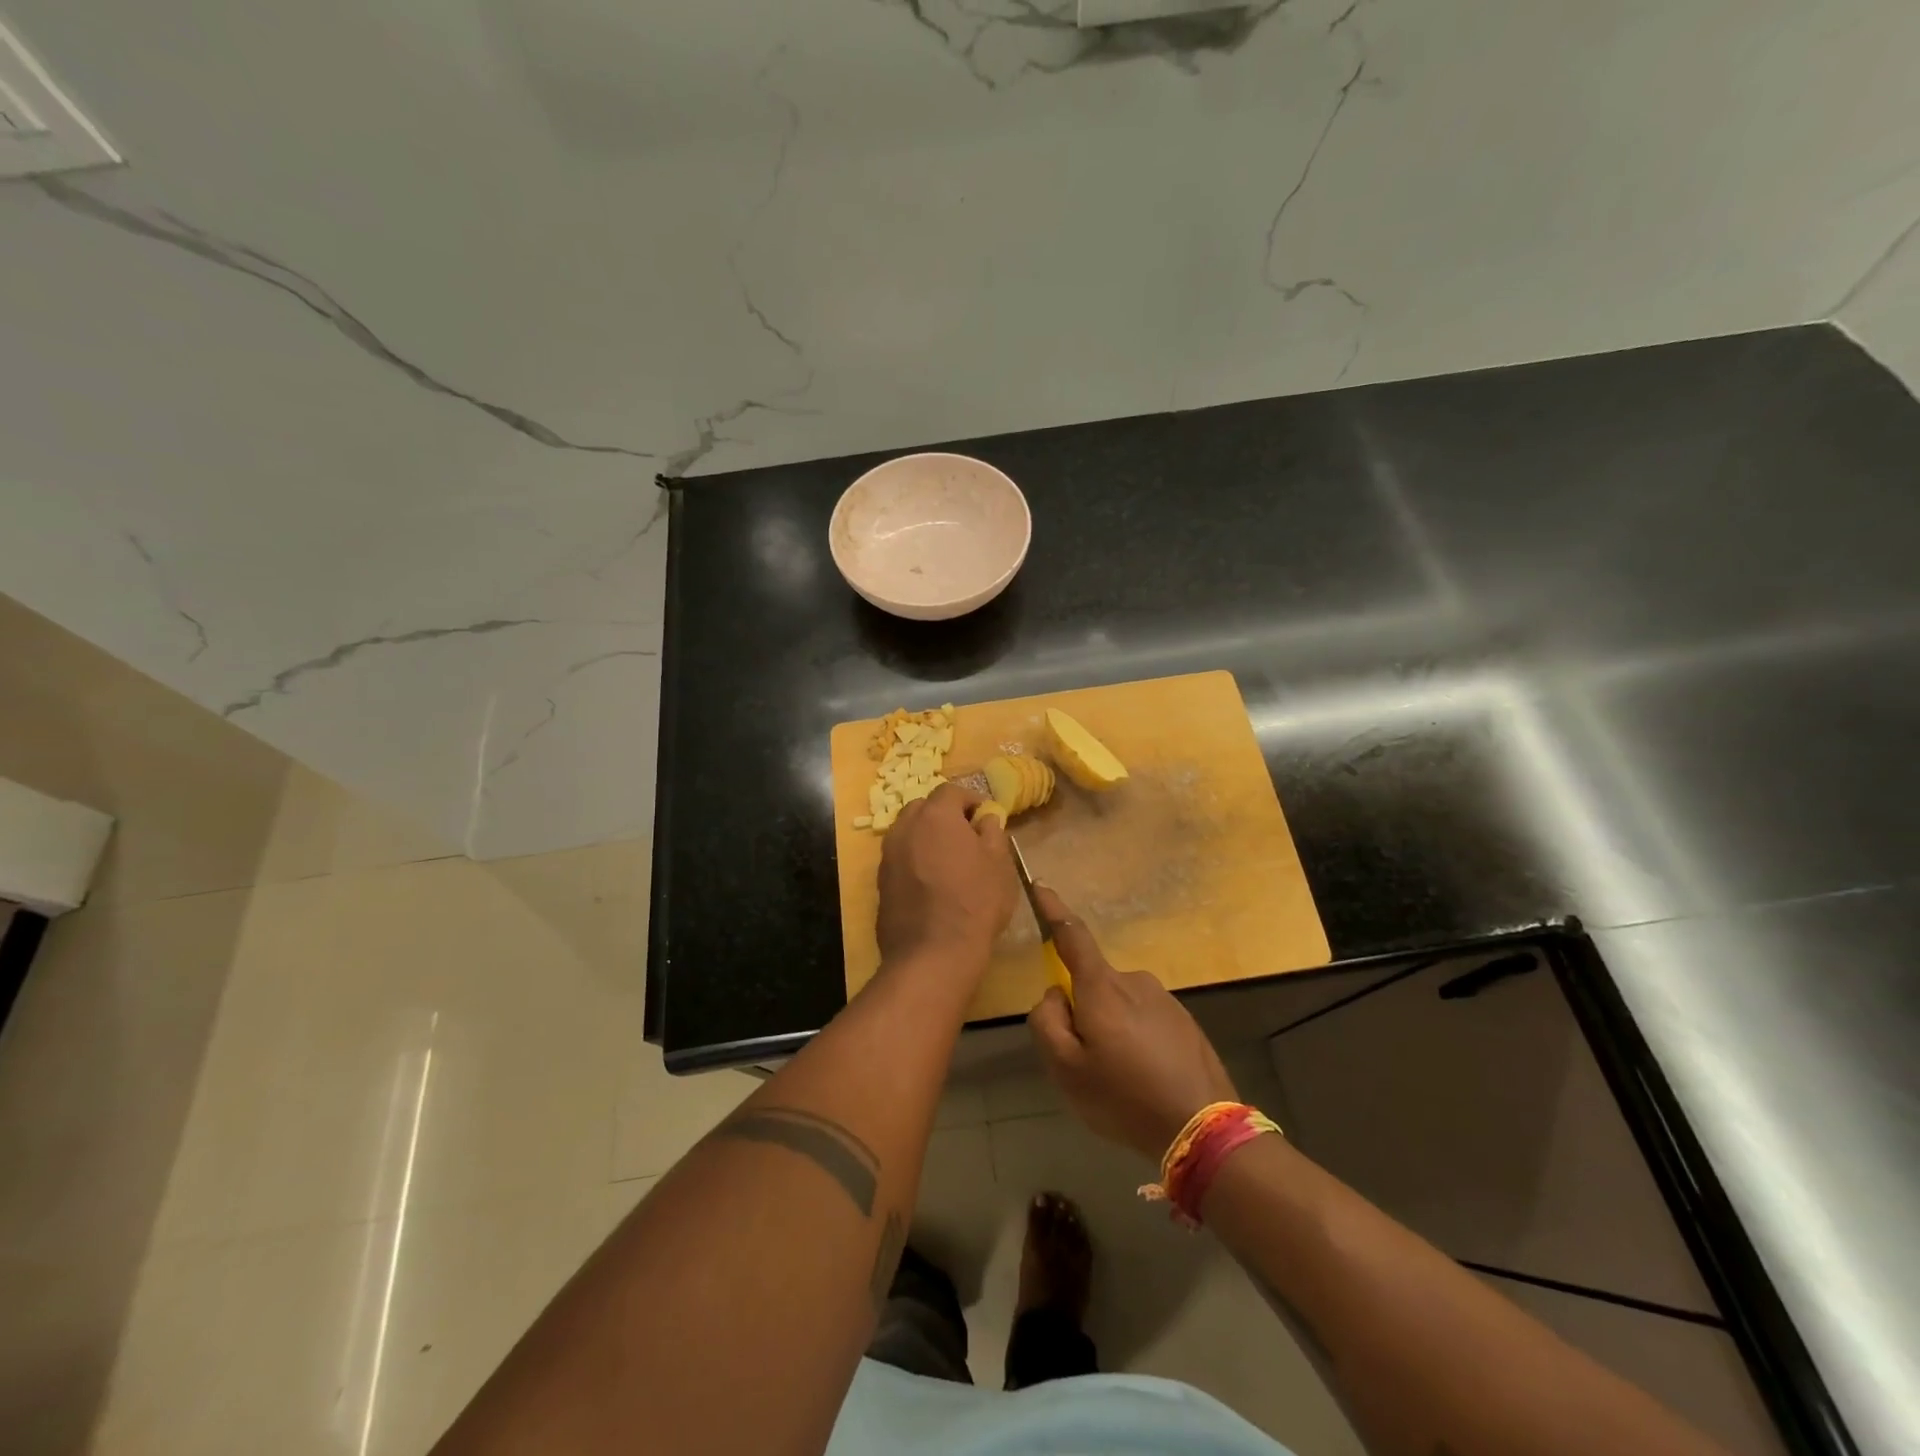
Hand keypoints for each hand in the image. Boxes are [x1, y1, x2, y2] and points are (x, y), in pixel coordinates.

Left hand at [876, 782, 1016, 968]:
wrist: (933, 954)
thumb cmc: (975, 902)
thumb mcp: (999, 864)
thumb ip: (992, 833)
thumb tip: (985, 818)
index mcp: (935, 816)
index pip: (951, 791)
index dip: (971, 800)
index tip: (986, 818)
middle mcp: (904, 828)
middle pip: (923, 808)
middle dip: (944, 815)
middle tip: (966, 837)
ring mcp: (887, 856)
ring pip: (907, 833)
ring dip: (926, 838)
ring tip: (947, 861)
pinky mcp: (880, 883)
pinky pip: (899, 859)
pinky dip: (914, 861)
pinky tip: (931, 884)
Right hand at [1027, 886, 1237, 1161]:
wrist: (1204, 1127)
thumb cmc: (1125, 1097)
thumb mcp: (1066, 1069)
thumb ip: (1047, 1022)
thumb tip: (1056, 994)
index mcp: (1102, 987)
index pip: (1072, 935)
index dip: (1053, 910)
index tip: (1040, 886)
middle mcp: (1134, 980)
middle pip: (1093, 984)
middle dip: (1083, 1012)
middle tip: (1088, 1063)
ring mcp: (1163, 999)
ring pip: (1119, 1006)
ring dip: (1112, 1030)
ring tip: (1121, 1080)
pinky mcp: (1184, 1020)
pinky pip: (1144, 1020)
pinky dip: (1136, 1041)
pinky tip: (1146, 1079)